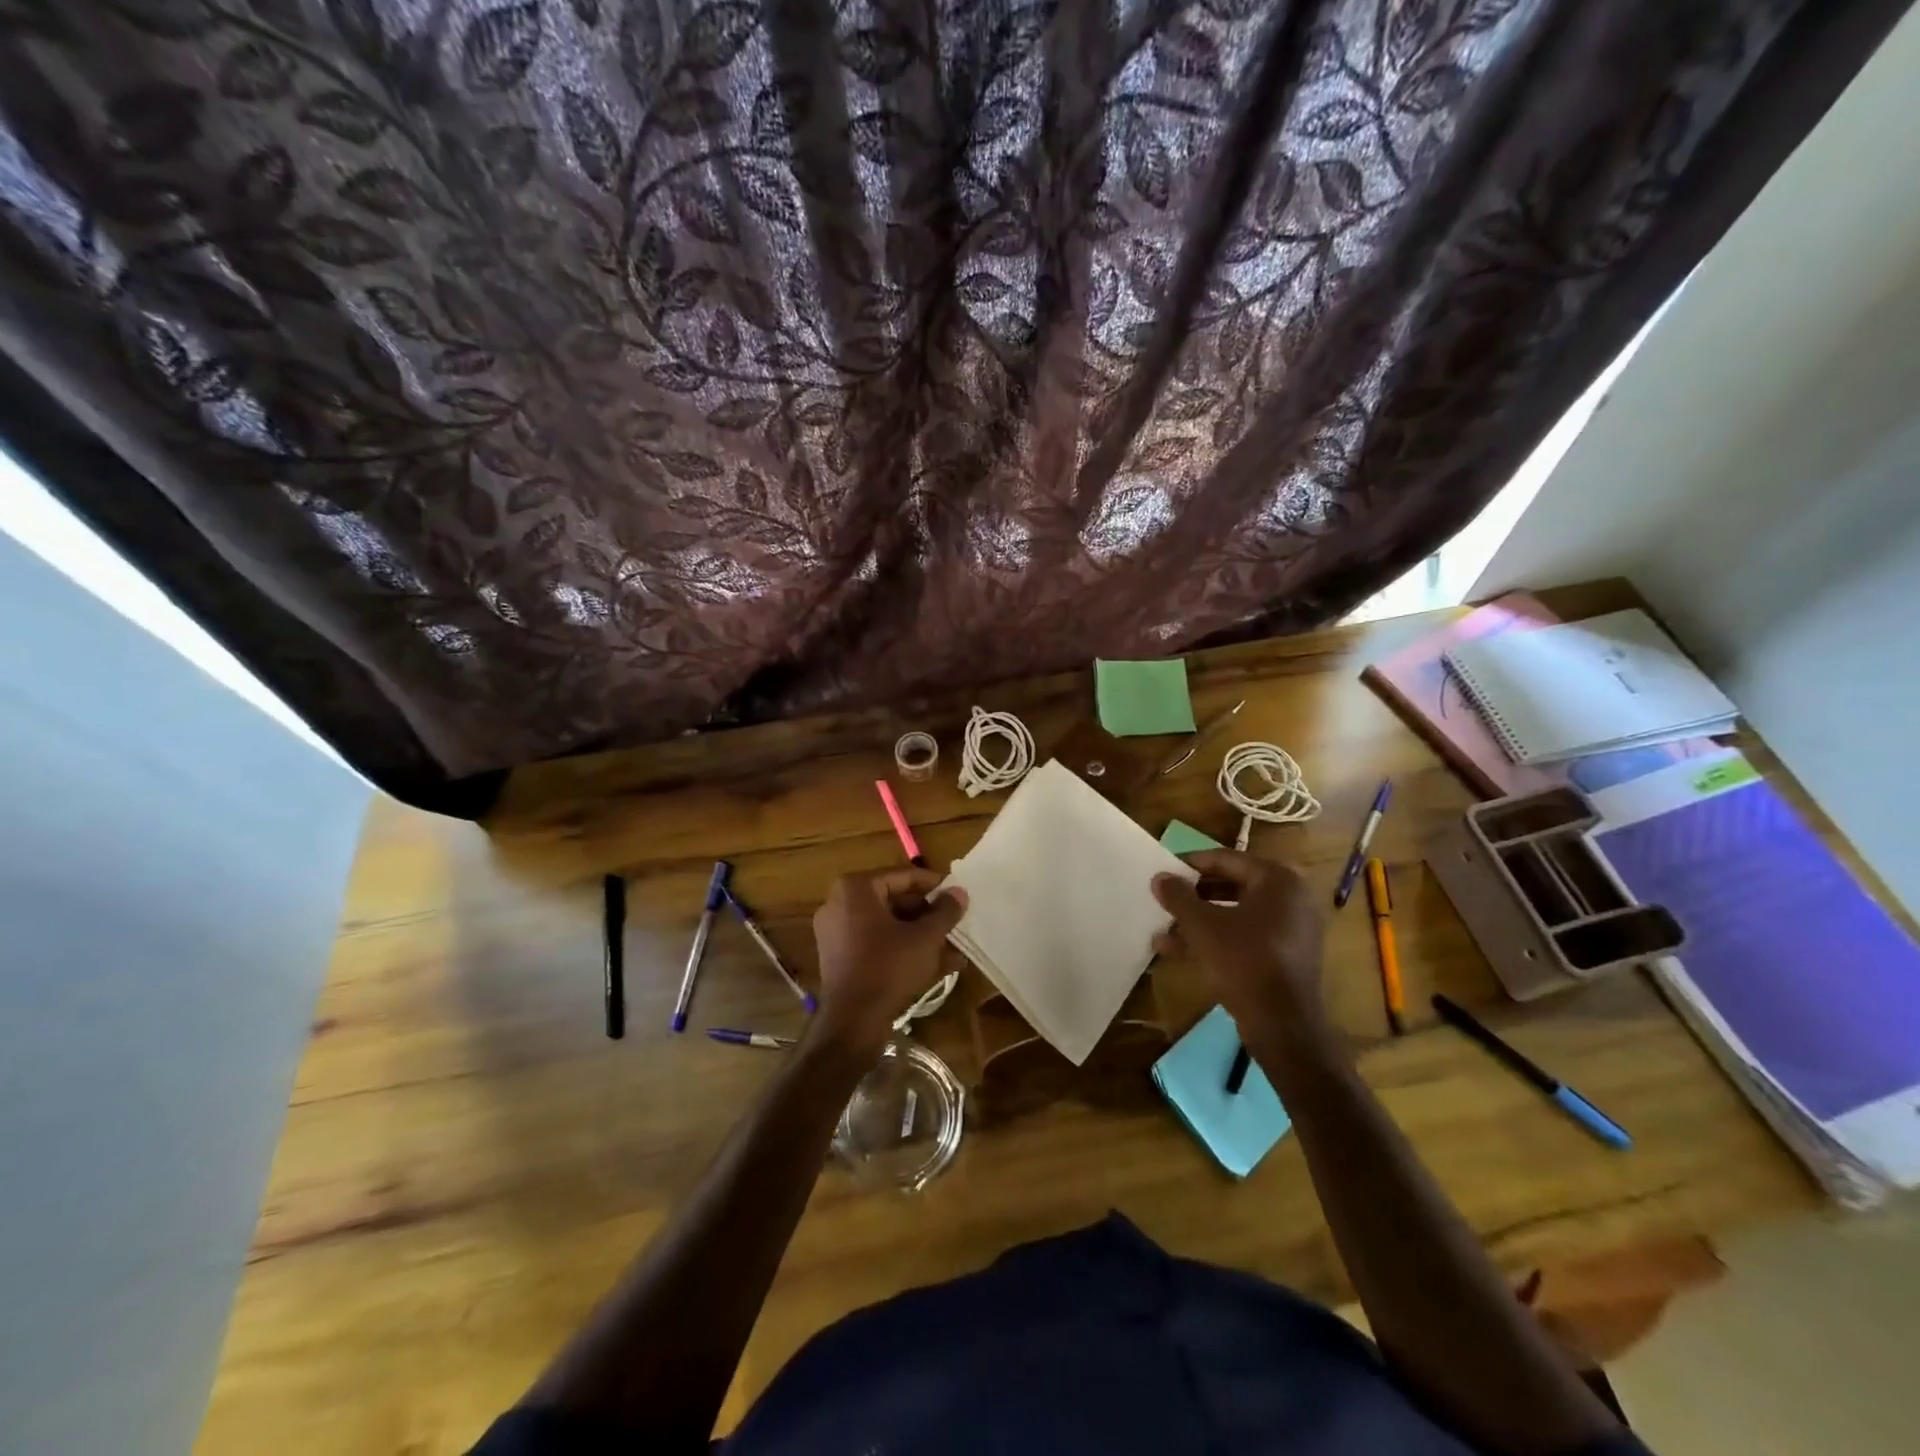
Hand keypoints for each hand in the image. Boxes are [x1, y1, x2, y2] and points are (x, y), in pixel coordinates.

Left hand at [811, 868, 966, 1055]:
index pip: (903, 876)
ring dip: (920, 936)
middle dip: (928, 916)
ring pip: (888, 926)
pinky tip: (936, 966)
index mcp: (855, 889)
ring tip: (953, 949)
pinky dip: (902, 950)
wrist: (852, 1022)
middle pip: (894, 901)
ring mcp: (836, 933)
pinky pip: (876, 945)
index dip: (934, 885)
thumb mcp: (925, 937)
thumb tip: (959, 893)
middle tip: (955, 923)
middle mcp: (839, 904)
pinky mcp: (840, 958)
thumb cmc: (889, 968)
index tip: (956, 895)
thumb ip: (945, 912)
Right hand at [1151, 850, 1328, 1044]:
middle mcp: (1290, 898)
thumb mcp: (1202, 926)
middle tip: (1164, 898)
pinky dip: (1216, 938)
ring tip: (1163, 930)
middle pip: (1231, 885)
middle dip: (1193, 895)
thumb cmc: (1244, 961)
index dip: (1191, 863)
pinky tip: (1179, 951)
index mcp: (1278, 880)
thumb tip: (1160, 877)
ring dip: (1198, 920)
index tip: (1164, 869)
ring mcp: (1291, 929)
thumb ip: (1179, 897)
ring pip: (1235, 914)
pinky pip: (1246, 936)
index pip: (1227, 859)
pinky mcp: (1286, 956)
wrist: (1284, 1025)